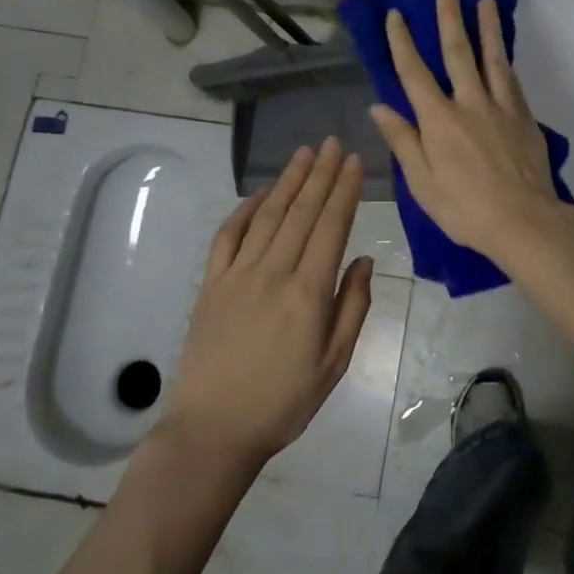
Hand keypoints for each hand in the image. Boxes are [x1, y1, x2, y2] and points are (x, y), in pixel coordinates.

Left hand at [158, 139, 373, 469]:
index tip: (353, 160)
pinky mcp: (211, 284)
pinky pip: (227, 236)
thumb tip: (362, 258)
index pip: (331, 226)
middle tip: (332, 143)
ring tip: (303, 153)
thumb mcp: (333, 363)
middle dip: (319, 173)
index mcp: (308, 293)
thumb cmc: (283, 402)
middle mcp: (273, 272)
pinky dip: (244, 209)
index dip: (343, 189)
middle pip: (301, 211)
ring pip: (268, 215)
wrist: (213, 431)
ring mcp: (237, 275)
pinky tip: (260, 194)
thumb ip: (352, 306)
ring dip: (287, 181)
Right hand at [369, 0, 569, 258]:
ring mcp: (500, 106)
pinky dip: (504, 58)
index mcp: (438, 120)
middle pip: (457, 50)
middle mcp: (469, 102)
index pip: (413, 72)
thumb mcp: (422, 183)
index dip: (402, 42)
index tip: (396, 15)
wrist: (524, 221)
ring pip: (491, 57)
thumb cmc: (465, 209)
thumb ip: (403, 141)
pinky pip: (511, 78)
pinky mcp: (523, 115)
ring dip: (485, 25)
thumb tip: (379, 107)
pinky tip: (503, 48)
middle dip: (449, 15)